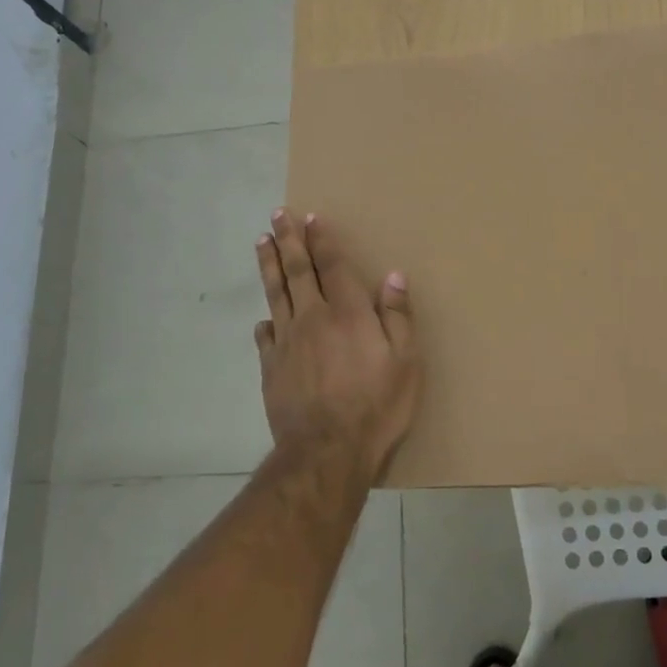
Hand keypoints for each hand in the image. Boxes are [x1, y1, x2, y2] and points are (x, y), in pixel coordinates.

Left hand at [254, 209, 419, 481]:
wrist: (326, 452)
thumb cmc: (375, 406)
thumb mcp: (405, 362)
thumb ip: (397, 317)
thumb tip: (393, 276)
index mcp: (347, 313)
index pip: (331, 265)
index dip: (320, 240)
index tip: (310, 217)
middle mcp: (312, 318)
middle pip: (297, 271)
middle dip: (287, 240)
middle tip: (276, 214)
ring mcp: (287, 343)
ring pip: (275, 294)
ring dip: (269, 265)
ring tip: (260, 242)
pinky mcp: (271, 369)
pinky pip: (265, 336)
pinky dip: (265, 321)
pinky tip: (263, 318)